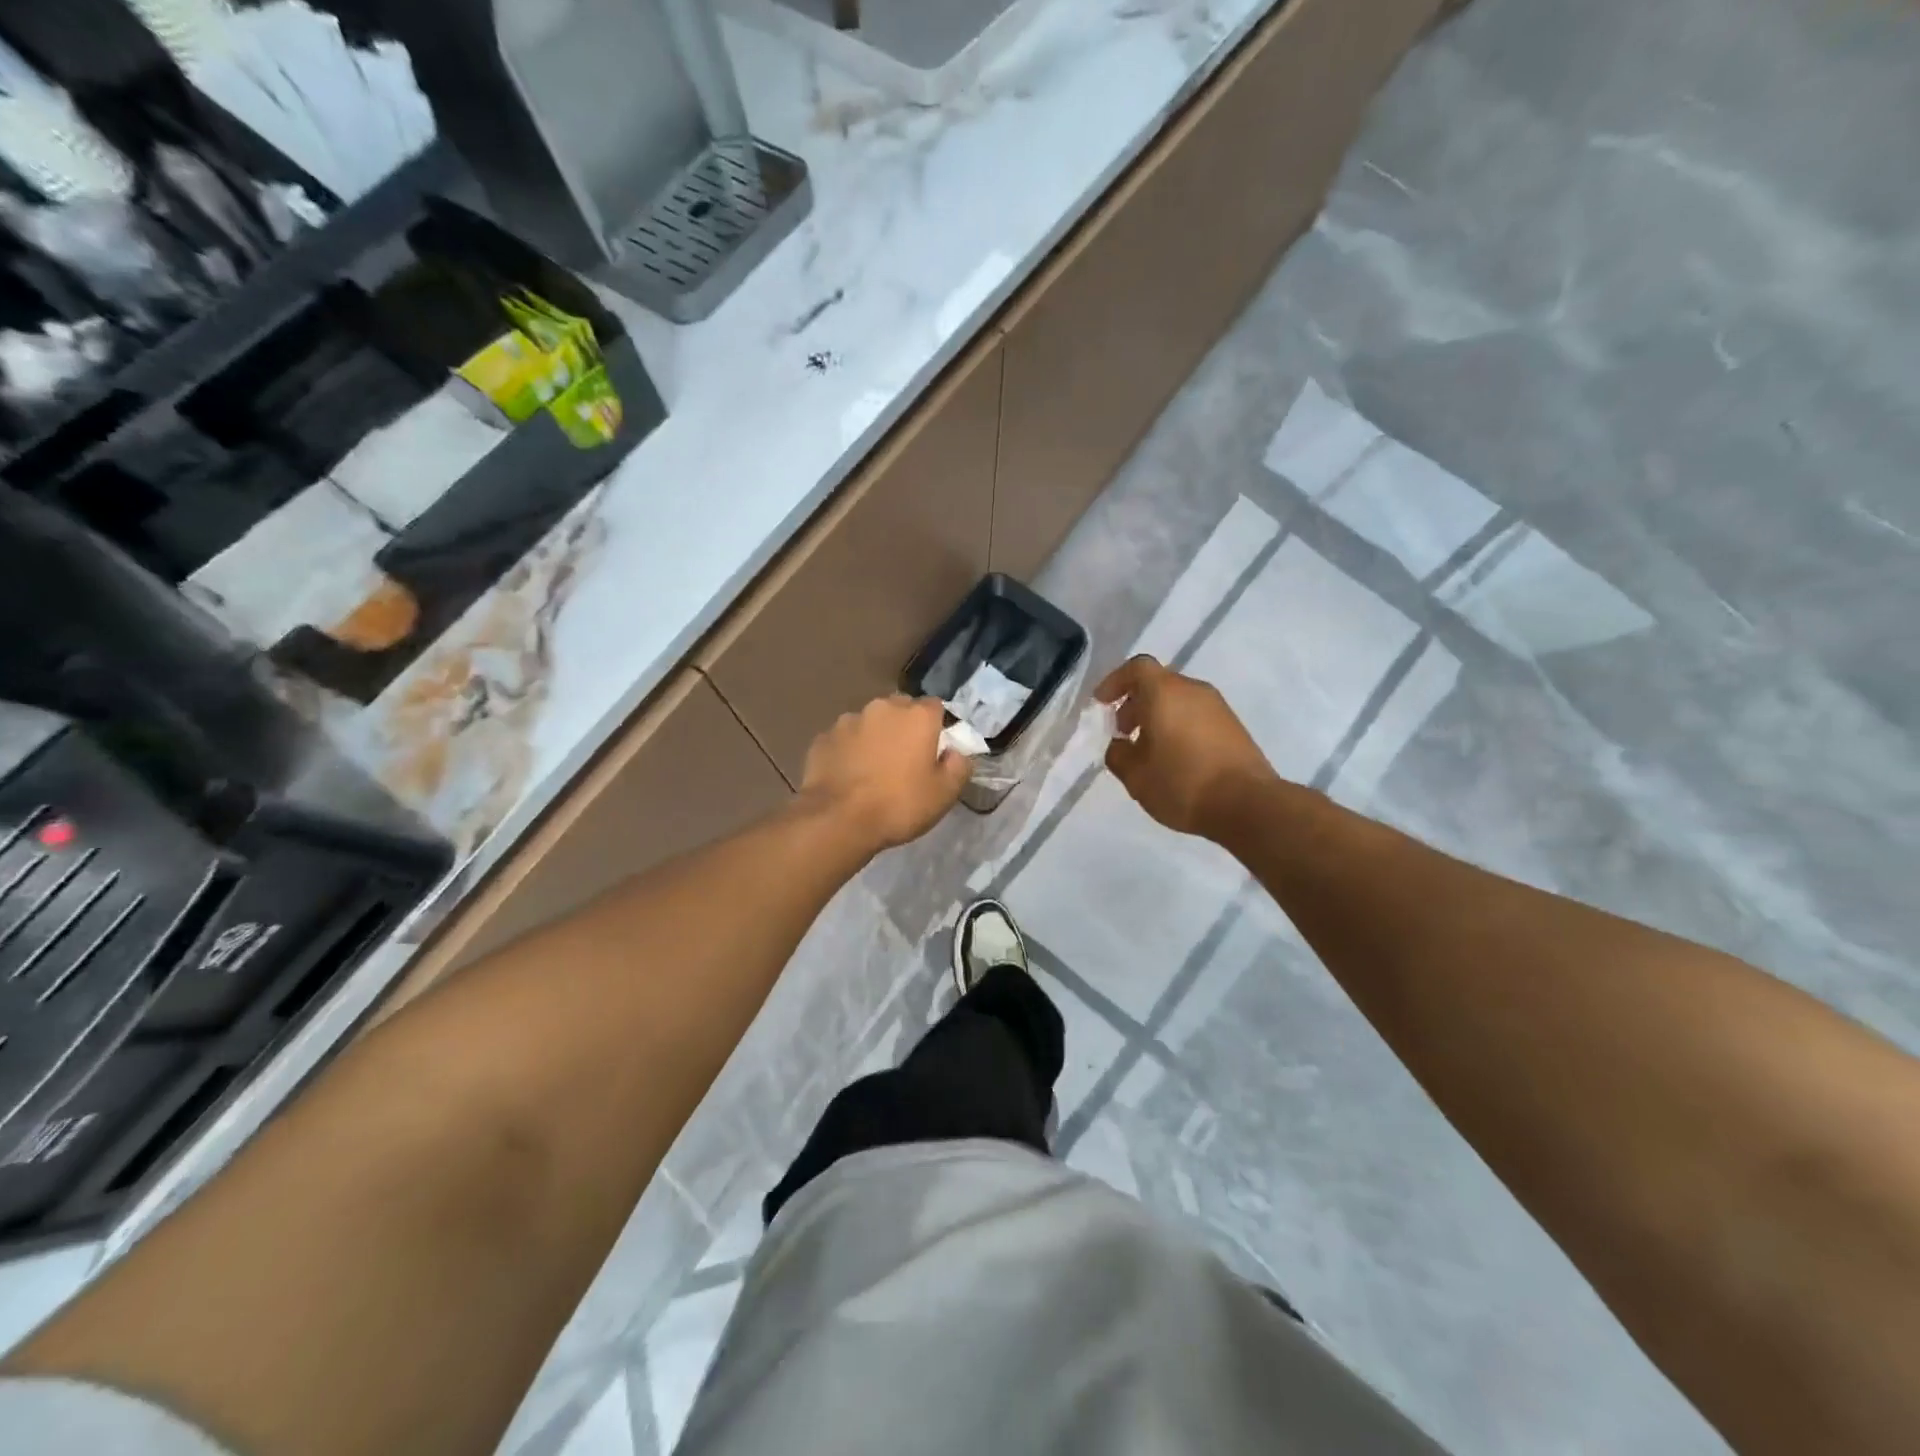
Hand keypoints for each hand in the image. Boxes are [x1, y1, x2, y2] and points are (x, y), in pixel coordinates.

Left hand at [798, 695, 971, 851]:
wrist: (838, 820)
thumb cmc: (899, 805)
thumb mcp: (945, 793)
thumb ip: (958, 766)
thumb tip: (955, 752)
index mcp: (917, 716)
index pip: (935, 707)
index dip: (936, 727)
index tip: (934, 751)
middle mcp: (882, 708)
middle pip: (900, 709)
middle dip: (904, 728)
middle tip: (904, 761)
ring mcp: (848, 720)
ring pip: (869, 723)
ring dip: (874, 738)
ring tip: (872, 770)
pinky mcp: (823, 738)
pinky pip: (843, 740)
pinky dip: (848, 752)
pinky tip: (848, 777)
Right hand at [1096, 655, 1276, 838]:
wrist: (1248, 805)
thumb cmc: (1183, 784)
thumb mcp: (1135, 776)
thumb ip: (1118, 755)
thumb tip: (1120, 745)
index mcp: (1165, 693)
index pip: (1136, 668)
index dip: (1115, 682)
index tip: (1102, 704)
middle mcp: (1193, 691)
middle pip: (1158, 683)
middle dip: (1135, 703)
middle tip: (1122, 732)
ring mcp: (1218, 707)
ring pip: (1178, 700)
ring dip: (1157, 717)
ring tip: (1147, 750)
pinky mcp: (1233, 727)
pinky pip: (1196, 716)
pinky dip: (1178, 726)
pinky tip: (1174, 759)